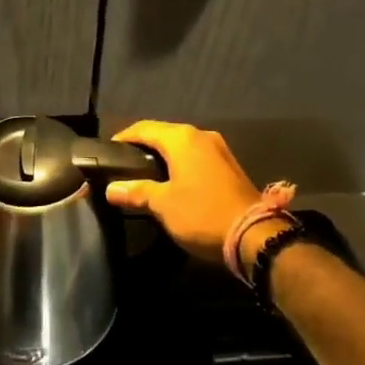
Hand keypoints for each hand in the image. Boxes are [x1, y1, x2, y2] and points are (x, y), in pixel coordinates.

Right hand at [104, 121, 261, 264]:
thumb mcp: (163, 204)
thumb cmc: (202, 214)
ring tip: (144, 173)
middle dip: (143, 145)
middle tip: (124, 163)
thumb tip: (111, 188)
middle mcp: (201, 135)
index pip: (143, 128)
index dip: (123, 137)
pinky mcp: (229, 166)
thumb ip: (136, 191)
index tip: (108, 151)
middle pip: (164, 133)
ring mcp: (218, 149)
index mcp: (182, 138)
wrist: (255, 236)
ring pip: (182, 145)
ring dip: (163, 155)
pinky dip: (180, 164)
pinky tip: (172, 181)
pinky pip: (196, 157)